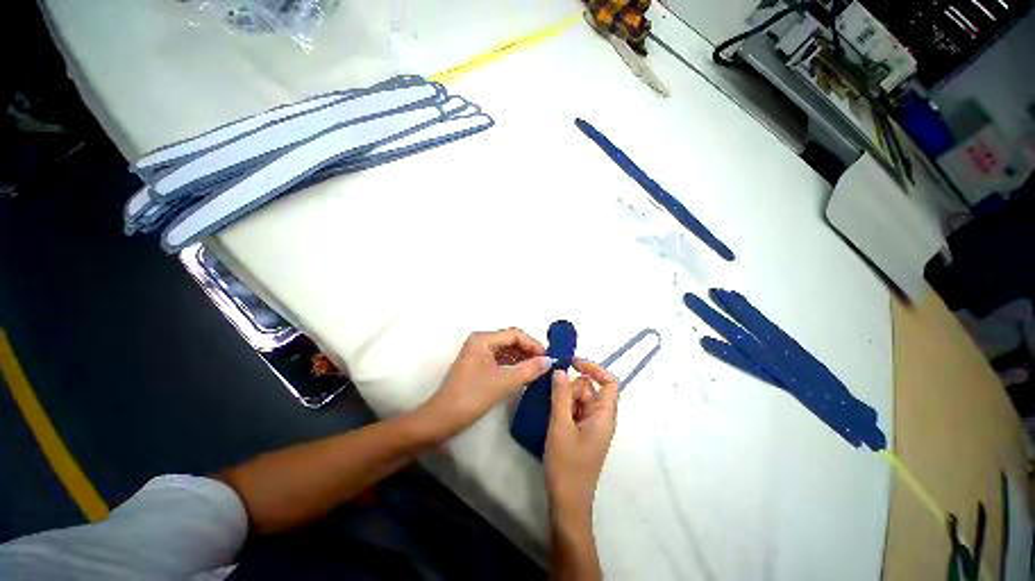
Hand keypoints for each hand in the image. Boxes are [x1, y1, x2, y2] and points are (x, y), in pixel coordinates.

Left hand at [418, 328, 550, 440]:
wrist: (442, 419)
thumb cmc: (472, 396)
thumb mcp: (503, 381)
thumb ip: (528, 369)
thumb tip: (549, 361)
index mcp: (483, 339)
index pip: (514, 334)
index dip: (533, 344)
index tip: (548, 358)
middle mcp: (481, 342)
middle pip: (511, 341)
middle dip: (529, 351)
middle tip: (545, 365)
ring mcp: (478, 354)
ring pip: (506, 351)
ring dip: (522, 359)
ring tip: (538, 371)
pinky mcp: (478, 367)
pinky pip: (501, 361)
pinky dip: (514, 366)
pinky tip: (524, 375)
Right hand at [545, 359, 618, 519]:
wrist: (567, 502)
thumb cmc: (567, 465)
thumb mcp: (560, 426)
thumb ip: (561, 395)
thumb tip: (560, 370)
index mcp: (604, 415)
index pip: (609, 382)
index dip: (594, 368)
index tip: (572, 363)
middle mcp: (601, 417)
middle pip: (589, 388)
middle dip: (571, 388)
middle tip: (555, 402)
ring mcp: (591, 425)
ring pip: (579, 398)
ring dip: (564, 398)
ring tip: (551, 413)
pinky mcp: (581, 432)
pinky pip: (574, 409)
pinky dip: (563, 407)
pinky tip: (551, 416)